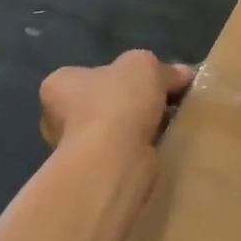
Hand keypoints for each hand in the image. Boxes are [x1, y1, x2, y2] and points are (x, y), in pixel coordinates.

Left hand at [39, 52, 193, 155]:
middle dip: (129, 104)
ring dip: (137, 129)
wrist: (115, 160)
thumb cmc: (117, 102)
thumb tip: (182, 74)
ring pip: (113, 131)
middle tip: (162, 103)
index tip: (146, 81)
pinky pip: (122, 154)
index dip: (119, 74)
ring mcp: (74, 150)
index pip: (87, 74)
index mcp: (60, 84)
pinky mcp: (95, 173)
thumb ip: (163, 69)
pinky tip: (162, 146)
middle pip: (102, 103)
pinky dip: (141, 150)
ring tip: (169, 124)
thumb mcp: (145, 66)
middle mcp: (58, 117)